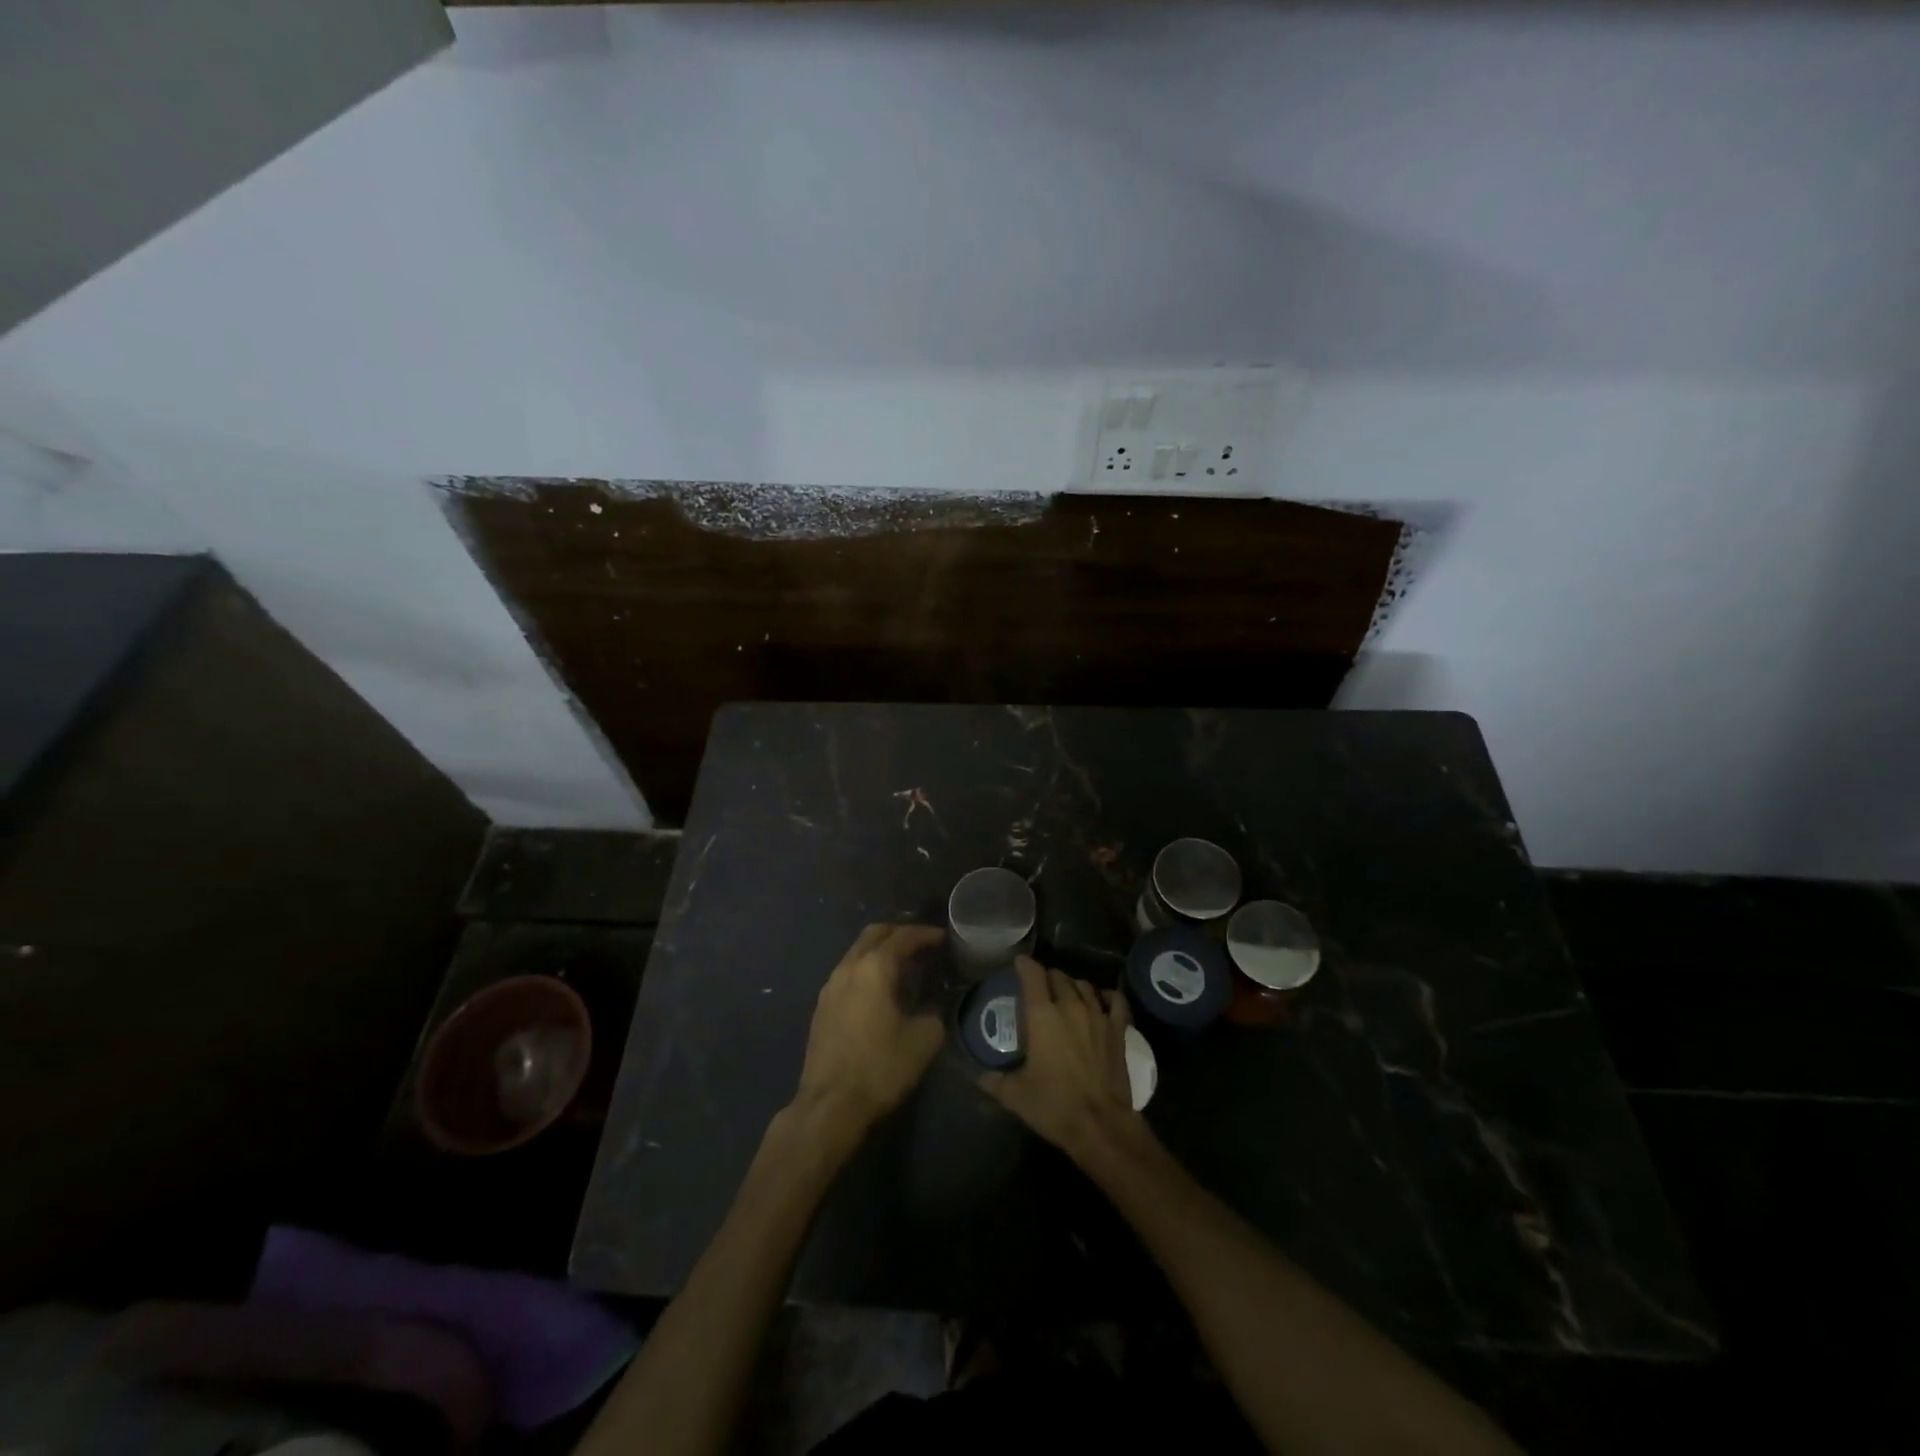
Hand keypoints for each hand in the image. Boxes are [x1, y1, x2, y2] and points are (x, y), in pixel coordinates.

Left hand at [793, 923, 945, 1134]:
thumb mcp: (924, 1039)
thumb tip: (933, 1004)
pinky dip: (867, 968)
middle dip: (900, 933)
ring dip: (881, 950)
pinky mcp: (822, 1006)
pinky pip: (848, 972)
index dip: (926, 934)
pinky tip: (881, 988)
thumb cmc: (881, 1067)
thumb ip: (934, 1012)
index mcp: (875, 967)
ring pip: (857, 952)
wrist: (830, 1105)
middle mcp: (849, 967)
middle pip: (875, 934)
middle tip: (923, 944)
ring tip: (904, 964)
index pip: (904, 937)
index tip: (944, 938)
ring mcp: (830, 985)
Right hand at [979, 955, 1138, 1163]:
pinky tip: (1102, 1001)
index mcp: (1042, 1014)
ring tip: (1067, 996)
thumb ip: (995, 1081)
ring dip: (1073, 986)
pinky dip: (1108, 996)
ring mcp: (1098, 1015)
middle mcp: (1070, 1006)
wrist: (1101, 1125)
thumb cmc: (1054, 1105)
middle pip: (1059, 977)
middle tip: (1040, 989)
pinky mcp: (1118, 1029)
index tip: (1019, 964)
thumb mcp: (1015, 1095)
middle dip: (1047, 978)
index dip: (1024, 965)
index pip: (1032, 974)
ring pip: (1084, 986)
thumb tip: (980, 1076)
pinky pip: (1116, 1000)